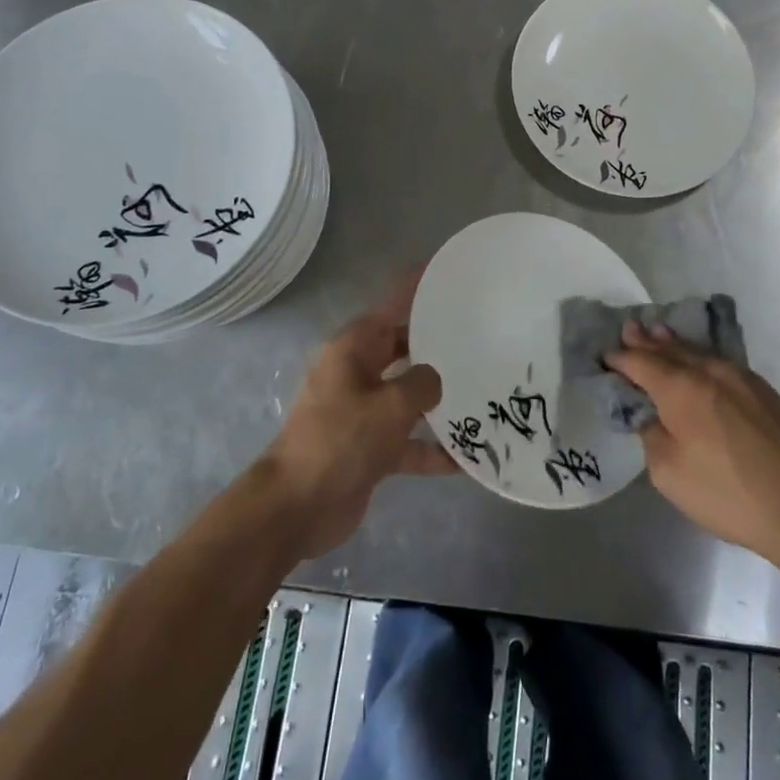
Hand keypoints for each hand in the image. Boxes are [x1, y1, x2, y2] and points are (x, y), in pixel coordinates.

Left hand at [258, 274, 456, 559]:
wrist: (296, 507)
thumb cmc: (341, 439)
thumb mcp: (390, 404)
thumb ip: (422, 384)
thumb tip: (434, 381)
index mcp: (354, 348)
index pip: (393, 306)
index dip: (418, 288)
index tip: (448, 272)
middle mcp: (358, 372)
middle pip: (404, 349)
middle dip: (438, 346)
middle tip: (481, 336)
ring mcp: (363, 412)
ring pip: (408, 395)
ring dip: (440, 401)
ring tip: (482, 393)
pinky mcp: (369, 448)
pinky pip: (407, 440)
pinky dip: (431, 448)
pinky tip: (467, 458)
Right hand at [607, 321, 779, 565]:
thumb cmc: (730, 493)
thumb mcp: (670, 473)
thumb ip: (651, 435)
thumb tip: (650, 415)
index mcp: (680, 387)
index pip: (640, 362)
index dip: (620, 358)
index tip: (604, 355)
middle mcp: (709, 370)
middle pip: (669, 349)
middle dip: (646, 340)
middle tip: (628, 328)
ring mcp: (741, 377)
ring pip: (697, 352)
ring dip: (673, 343)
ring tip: (657, 332)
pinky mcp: (764, 391)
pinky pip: (718, 362)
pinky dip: (698, 356)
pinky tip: (696, 359)